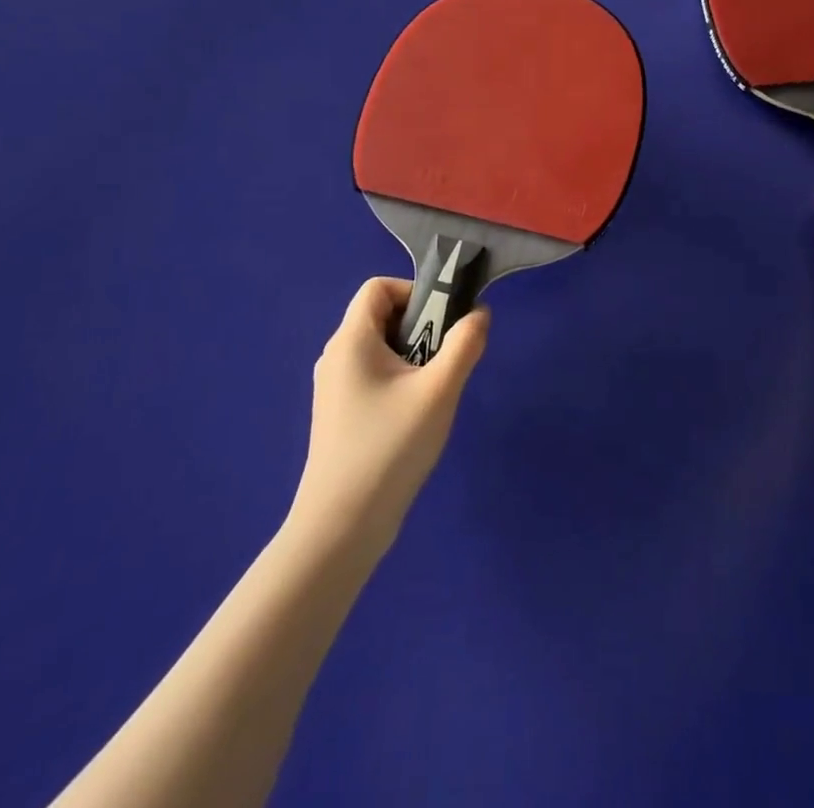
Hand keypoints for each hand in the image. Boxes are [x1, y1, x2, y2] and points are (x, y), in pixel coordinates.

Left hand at [289, 278, 488, 558]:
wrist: (341, 527)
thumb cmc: (389, 448)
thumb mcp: (439, 391)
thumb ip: (465, 344)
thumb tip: (479, 313)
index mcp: (351, 340)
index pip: (378, 287)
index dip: (414, 291)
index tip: (442, 322)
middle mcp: (336, 356)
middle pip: (381, 317)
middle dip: (421, 328)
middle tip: (445, 361)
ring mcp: (334, 388)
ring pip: (380, 349)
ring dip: (413, 357)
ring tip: (434, 393)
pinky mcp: (339, 415)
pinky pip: (373, 377)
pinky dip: (399, 381)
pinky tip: (416, 418)